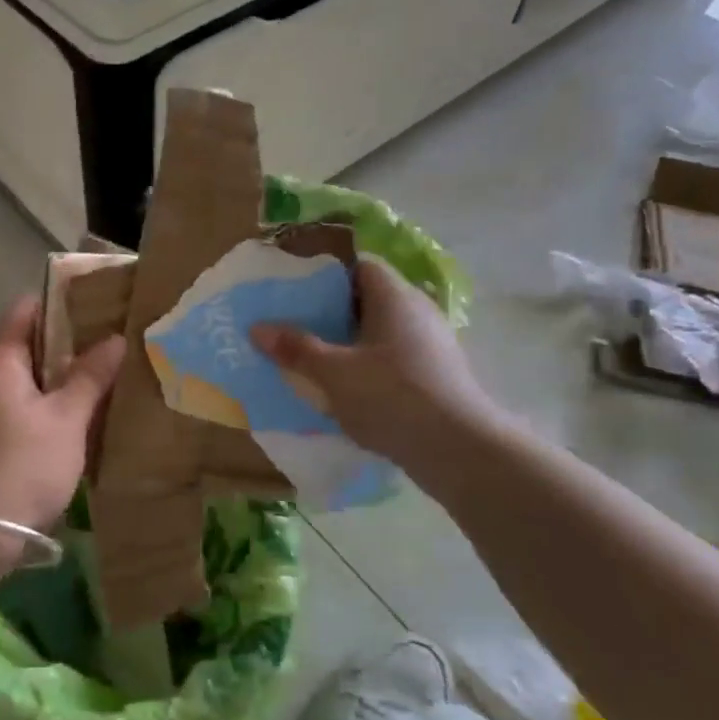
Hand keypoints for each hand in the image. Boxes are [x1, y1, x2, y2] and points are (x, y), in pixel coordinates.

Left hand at [0, 295, 125, 547]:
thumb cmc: (22, 467)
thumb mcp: (66, 421)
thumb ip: (90, 377)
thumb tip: (114, 339)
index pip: (25, 308)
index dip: (61, 302)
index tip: (98, 307)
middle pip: (22, 342)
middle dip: (64, 343)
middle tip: (108, 347)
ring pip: (18, 377)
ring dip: (53, 376)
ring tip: (96, 381)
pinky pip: (10, 403)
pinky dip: (38, 402)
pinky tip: (67, 420)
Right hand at [252, 256, 504, 483]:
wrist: (461, 452)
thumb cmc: (392, 397)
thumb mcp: (333, 373)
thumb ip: (296, 348)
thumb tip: (257, 327)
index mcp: (395, 297)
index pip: (360, 267)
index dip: (327, 275)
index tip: (295, 291)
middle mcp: (418, 312)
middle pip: (369, 300)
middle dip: (332, 313)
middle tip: (295, 326)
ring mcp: (432, 346)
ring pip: (381, 333)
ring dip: (349, 343)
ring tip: (313, 360)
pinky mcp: (437, 377)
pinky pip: (394, 360)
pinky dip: (369, 368)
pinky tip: (346, 390)